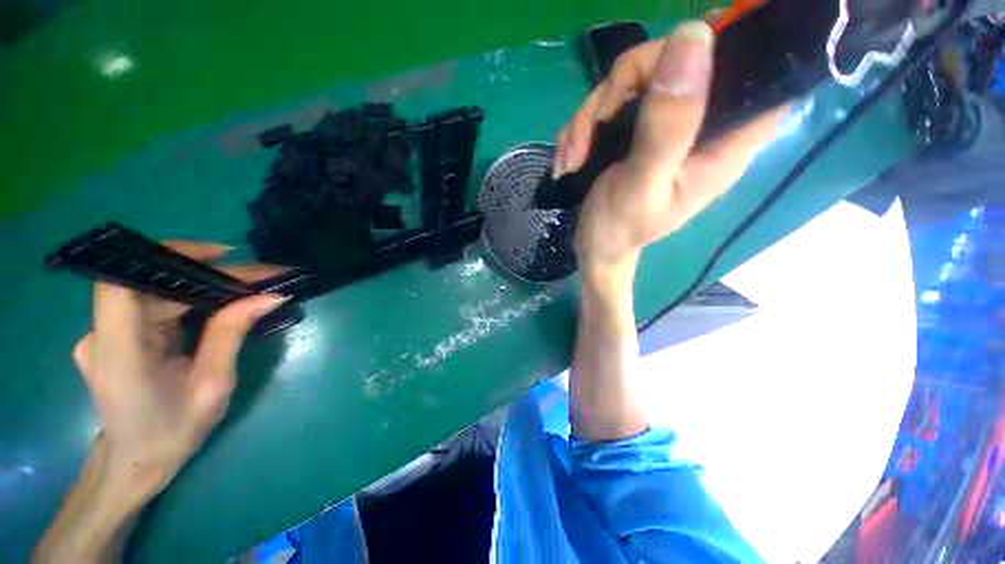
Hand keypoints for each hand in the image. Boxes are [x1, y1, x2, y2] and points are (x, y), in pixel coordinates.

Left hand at [72, 241, 286, 491]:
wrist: (138, 462)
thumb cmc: (174, 431)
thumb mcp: (212, 385)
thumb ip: (231, 334)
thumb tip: (268, 297)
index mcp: (118, 352)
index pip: (124, 282)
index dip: (166, 256)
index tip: (220, 255)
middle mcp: (102, 335)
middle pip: (152, 285)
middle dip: (208, 275)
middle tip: (260, 276)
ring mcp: (105, 335)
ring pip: (156, 294)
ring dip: (203, 287)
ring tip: (250, 288)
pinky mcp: (115, 337)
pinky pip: (154, 307)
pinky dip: (189, 301)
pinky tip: (220, 304)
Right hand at [555, 21, 785, 272]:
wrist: (595, 246)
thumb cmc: (619, 229)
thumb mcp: (641, 185)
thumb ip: (668, 125)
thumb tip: (692, 37)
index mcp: (724, 141)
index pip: (757, 69)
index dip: (729, 45)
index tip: (678, 58)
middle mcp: (701, 123)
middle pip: (677, 58)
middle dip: (622, 86)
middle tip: (596, 126)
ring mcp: (665, 121)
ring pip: (633, 77)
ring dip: (591, 114)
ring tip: (574, 157)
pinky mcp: (637, 126)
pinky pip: (610, 100)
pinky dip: (584, 125)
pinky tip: (572, 155)